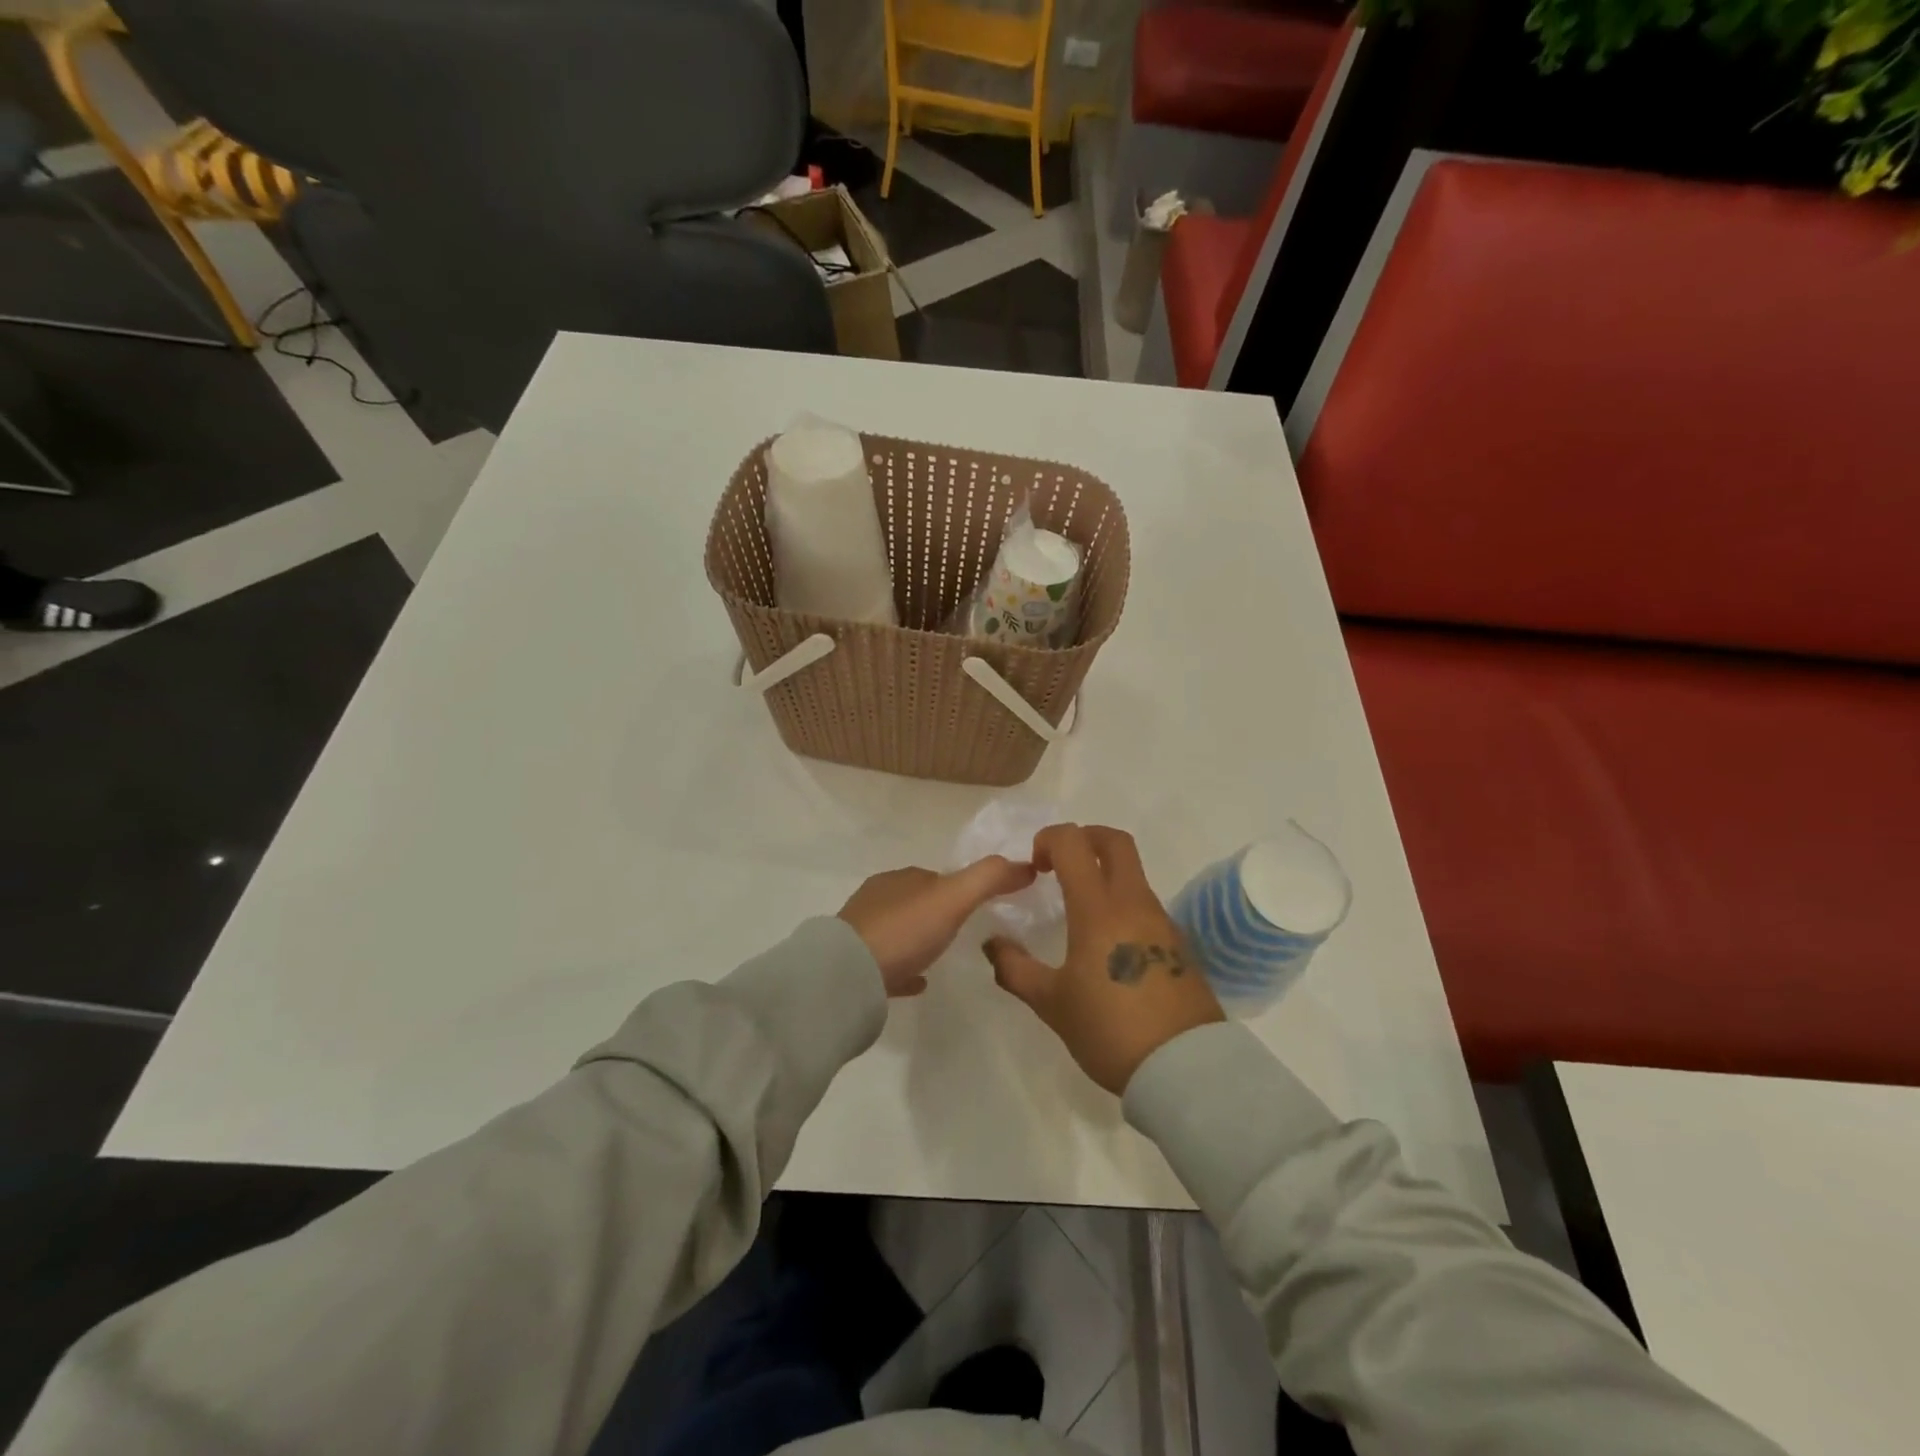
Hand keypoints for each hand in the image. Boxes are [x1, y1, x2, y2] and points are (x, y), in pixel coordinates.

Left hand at [840, 857, 1036, 996]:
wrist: (846, 976)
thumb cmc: (904, 931)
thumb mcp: (954, 898)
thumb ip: (990, 878)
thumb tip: (1027, 864)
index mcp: (902, 879)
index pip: (937, 877)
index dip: (960, 887)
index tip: (983, 905)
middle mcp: (880, 898)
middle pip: (917, 901)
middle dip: (938, 911)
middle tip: (965, 931)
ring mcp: (863, 931)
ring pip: (899, 930)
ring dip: (919, 937)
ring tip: (941, 955)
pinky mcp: (855, 965)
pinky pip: (887, 963)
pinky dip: (905, 966)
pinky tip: (918, 982)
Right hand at [985, 825, 1223, 1093]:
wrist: (1184, 1068)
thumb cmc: (1109, 1029)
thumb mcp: (1051, 1003)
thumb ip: (1015, 968)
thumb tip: (992, 944)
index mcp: (1098, 908)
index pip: (1073, 843)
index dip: (1049, 839)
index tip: (1034, 866)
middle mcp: (1133, 902)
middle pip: (1115, 841)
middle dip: (1084, 837)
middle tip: (1059, 864)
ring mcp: (1161, 921)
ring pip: (1133, 873)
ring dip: (1104, 873)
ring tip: (1079, 910)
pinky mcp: (1177, 943)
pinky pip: (1146, 905)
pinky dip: (1122, 904)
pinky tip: (1108, 944)